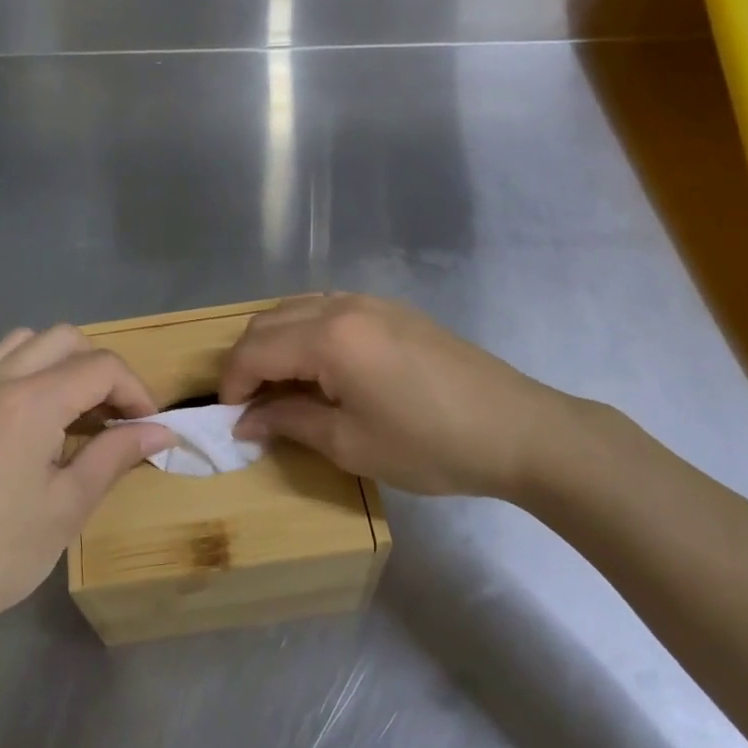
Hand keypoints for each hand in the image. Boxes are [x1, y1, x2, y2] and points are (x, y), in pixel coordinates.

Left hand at [0, 326, 175, 649]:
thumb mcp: (67, 508)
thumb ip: (115, 456)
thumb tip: (161, 431)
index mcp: (31, 402)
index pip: (101, 367)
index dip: (136, 391)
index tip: (148, 428)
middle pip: (64, 339)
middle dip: (101, 369)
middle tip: (115, 418)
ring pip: (21, 342)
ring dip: (58, 362)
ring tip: (71, 411)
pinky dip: (11, 369)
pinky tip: (17, 409)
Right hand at [221, 294, 569, 497]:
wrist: (519, 430)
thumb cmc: (430, 444)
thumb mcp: (350, 444)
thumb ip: (289, 421)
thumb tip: (246, 419)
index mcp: (329, 337)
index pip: (255, 350)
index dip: (232, 383)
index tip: (228, 418)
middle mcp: (343, 306)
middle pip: (270, 321)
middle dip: (248, 360)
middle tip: (248, 405)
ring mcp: (372, 302)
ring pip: (298, 310)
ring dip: (276, 343)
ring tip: (280, 388)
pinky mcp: (394, 310)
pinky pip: (328, 310)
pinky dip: (306, 334)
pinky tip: (319, 369)